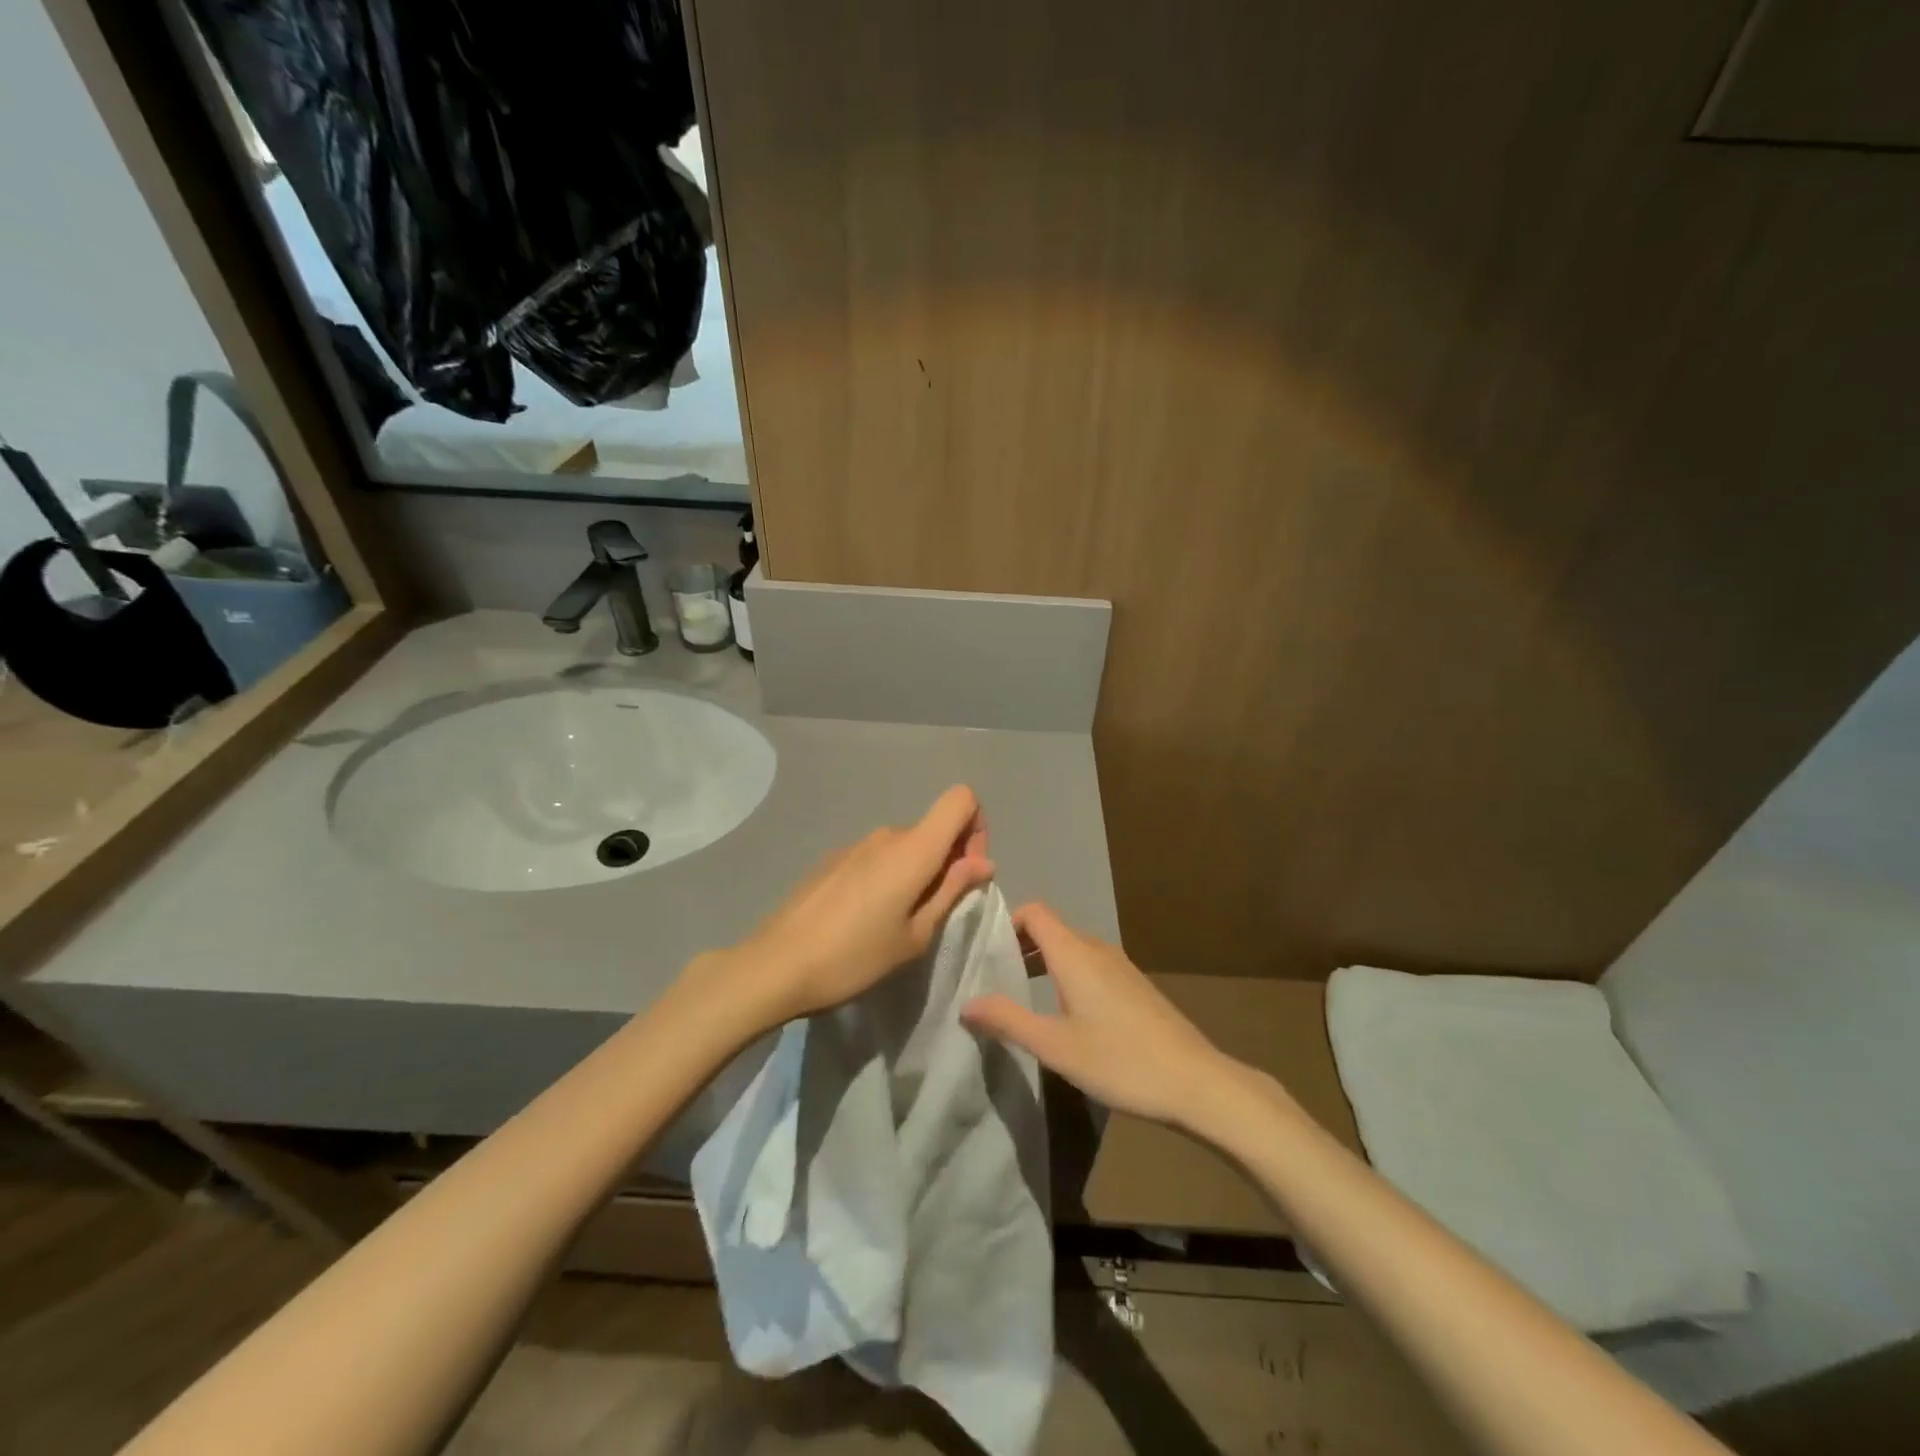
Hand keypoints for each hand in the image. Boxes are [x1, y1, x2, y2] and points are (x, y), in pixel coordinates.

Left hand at [714, 785, 993, 1028]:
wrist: (775, 966)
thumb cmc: (855, 957)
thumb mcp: (915, 935)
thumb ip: (951, 891)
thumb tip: (982, 862)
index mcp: (913, 848)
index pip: (961, 799)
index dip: (976, 828)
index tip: (966, 872)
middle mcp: (886, 835)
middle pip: (934, 827)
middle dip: (948, 860)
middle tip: (934, 912)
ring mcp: (855, 844)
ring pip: (905, 845)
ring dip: (916, 872)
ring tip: (896, 922)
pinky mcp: (832, 860)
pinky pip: (876, 857)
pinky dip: (887, 877)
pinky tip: (864, 918)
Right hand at [961, 903, 1242, 1132]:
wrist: (1196, 1082)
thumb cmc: (1120, 1061)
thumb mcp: (1055, 1046)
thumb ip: (1008, 1020)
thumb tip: (966, 1003)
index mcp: (1074, 953)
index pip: (1033, 912)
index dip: (1006, 923)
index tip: (984, 952)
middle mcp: (1097, 949)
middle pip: (1050, 929)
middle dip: (1019, 946)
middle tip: (993, 978)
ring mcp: (1120, 966)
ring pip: (1071, 949)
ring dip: (1043, 963)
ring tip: (1021, 997)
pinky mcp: (1134, 986)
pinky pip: (1090, 965)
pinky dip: (1066, 975)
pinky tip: (1063, 1014)